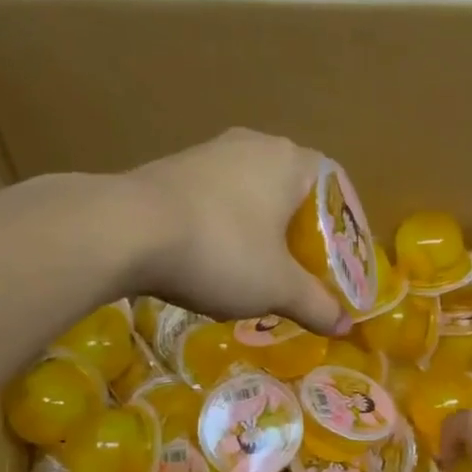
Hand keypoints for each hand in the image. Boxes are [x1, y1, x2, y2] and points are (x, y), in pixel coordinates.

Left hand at [125, 128, 346, 335]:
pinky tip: (211, 256)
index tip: (337, 258)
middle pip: (291, 188)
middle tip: (300, 267)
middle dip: (298, 228)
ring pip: (250, 191)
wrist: (125, 230)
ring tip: (256, 266)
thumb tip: (346, 327)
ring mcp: (208, 152)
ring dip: (259, 226)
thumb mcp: (276, 287)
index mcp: (290, 160)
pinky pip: (214, 196)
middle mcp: (253, 144)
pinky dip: (223, 224)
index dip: (341, 223)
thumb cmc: (221, 250)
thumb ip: (316, 304)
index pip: (333, 184)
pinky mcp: (172, 167)